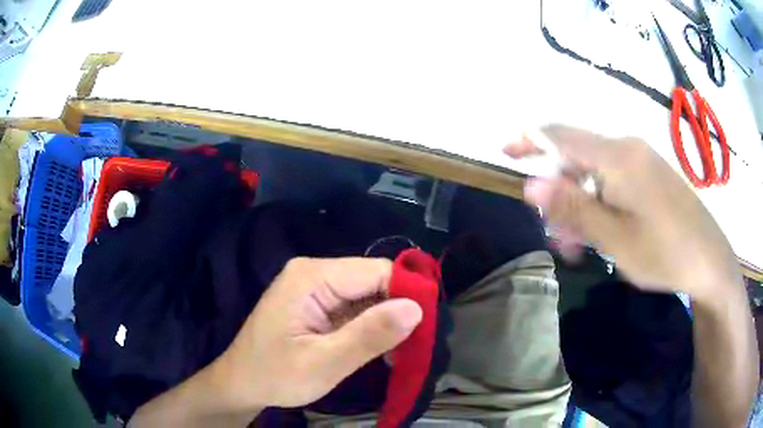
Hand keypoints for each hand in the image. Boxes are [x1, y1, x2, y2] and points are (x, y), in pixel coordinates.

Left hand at [208, 257, 421, 410]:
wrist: (242, 384)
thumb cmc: (275, 375)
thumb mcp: (324, 363)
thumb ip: (369, 336)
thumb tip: (417, 309)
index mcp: (312, 277)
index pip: (376, 271)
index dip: (408, 293)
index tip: (428, 327)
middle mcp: (315, 273)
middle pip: (373, 281)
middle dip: (398, 311)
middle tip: (418, 345)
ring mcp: (315, 288)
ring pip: (368, 296)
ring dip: (387, 322)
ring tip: (403, 351)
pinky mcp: (318, 305)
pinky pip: (356, 309)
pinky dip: (372, 328)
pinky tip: (382, 349)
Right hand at [504, 125, 741, 301]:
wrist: (709, 260)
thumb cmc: (663, 253)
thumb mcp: (614, 238)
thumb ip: (573, 208)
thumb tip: (530, 184)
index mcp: (617, 157)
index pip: (561, 136)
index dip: (530, 140)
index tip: (506, 152)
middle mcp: (628, 148)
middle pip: (579, 157)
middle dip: (560, 191)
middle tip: (555, 235)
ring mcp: (642, 160)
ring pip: (597, 173)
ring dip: (581, 203)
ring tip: (579, 245)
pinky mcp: (652, 175)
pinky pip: (616, 180)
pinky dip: (601, 202)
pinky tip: (604, 231)